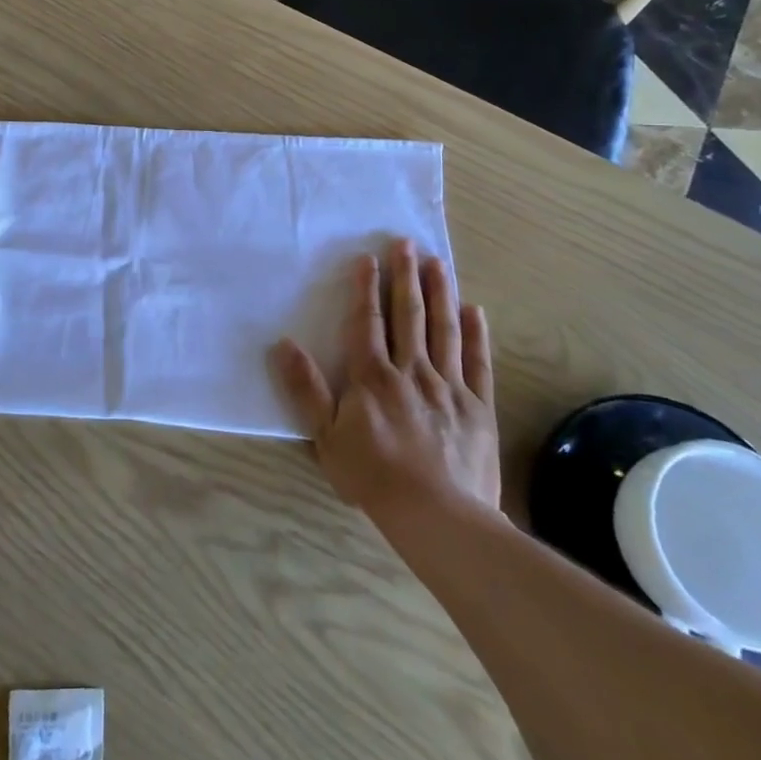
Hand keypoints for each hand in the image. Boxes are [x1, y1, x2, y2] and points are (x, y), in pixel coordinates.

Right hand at [272, 243, 499, 526]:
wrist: (438, 516)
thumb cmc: (374, 476)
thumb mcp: (326, 436)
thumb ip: (306, 388)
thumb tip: (282, 344)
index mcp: (373, 376)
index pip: (367, 322)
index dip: (366, 288)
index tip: (368, 258)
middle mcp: (411, 370)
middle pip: (408, 315)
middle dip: (405, 277)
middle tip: (406, 243)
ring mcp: (449, 386)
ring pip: (444, 330)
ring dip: (440, 293)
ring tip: (438, 263)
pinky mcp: (478, 407)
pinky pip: (477, 363)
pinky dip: (475, 336)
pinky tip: (474, 311)